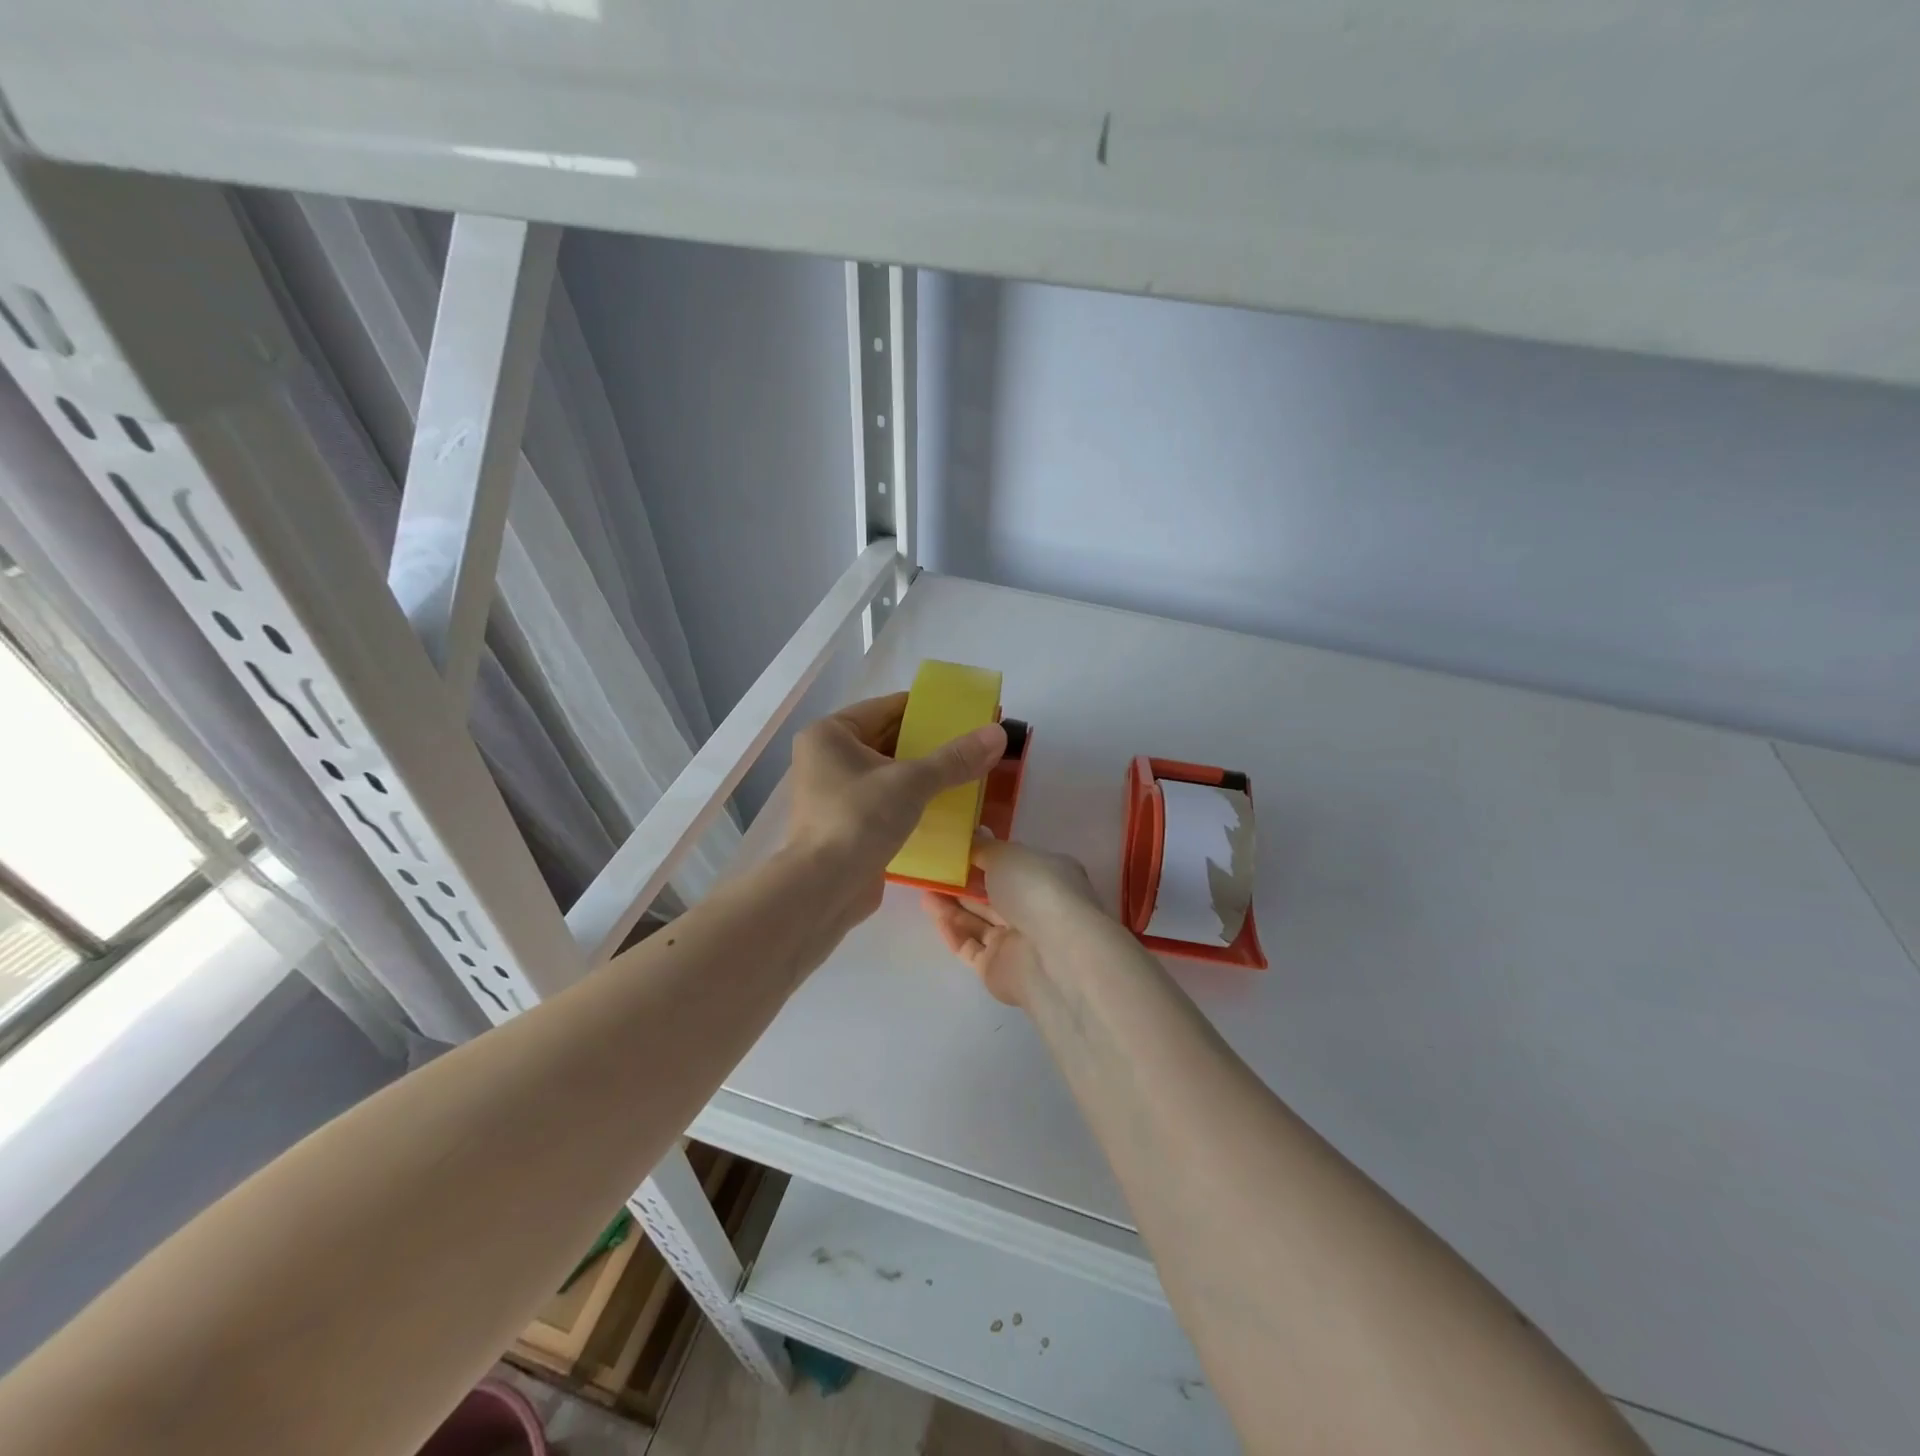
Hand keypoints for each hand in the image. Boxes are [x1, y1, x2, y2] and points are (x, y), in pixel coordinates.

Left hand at [784, 693, 1005, 923]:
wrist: (823, 890)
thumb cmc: (858, 820)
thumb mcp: (911, 782)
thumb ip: (955, 758)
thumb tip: (998, 733)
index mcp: (831, 734)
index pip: (887, 708)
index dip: (928, 709)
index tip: (966, 713)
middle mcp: (828, 758)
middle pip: (889, 740)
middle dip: (930, 745)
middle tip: (973, 747)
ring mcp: (835, 793)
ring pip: (890, 774)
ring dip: (925, 776)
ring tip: (968, 776)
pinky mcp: (847, 824)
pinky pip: (887, 801)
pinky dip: (913, 802)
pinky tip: (948, 808)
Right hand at [921, 833, 1100, 1007]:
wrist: (1052, 955)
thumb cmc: (1036, 890)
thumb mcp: (1007, 855)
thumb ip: (984, 848)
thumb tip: (973, 836)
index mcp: (1047, 876)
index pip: (1013, 864)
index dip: (985, 856)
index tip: (955, 848)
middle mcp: (1035, 908)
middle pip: (993, 894)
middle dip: (963, 882)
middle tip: (932, 869)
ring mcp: (1017, 941)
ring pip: (978, 920)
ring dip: (951, 905)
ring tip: (923, 888)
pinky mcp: (997, 969)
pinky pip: (969, 946)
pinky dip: (951, 930)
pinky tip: (931, 912)